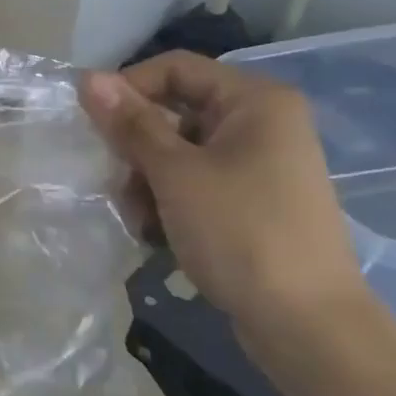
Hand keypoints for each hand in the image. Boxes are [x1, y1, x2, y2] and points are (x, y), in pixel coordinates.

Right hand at [80, 52, 371, 341]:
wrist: (307, 326)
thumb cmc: (241, 233)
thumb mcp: (175, 174)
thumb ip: (131, 123)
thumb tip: (87, 78)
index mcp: (254, 101)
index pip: (175, 69)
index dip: (128, 88)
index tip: (93, 124)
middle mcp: (261, 123)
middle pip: (176, 111)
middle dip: (137, 146)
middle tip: (118, 180)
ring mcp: (260, 165)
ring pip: (180, 151)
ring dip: (148, 179)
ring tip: (138, 217)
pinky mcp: (253, 202)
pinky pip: (197, 182)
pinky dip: (170, 201)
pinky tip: (155, 233)